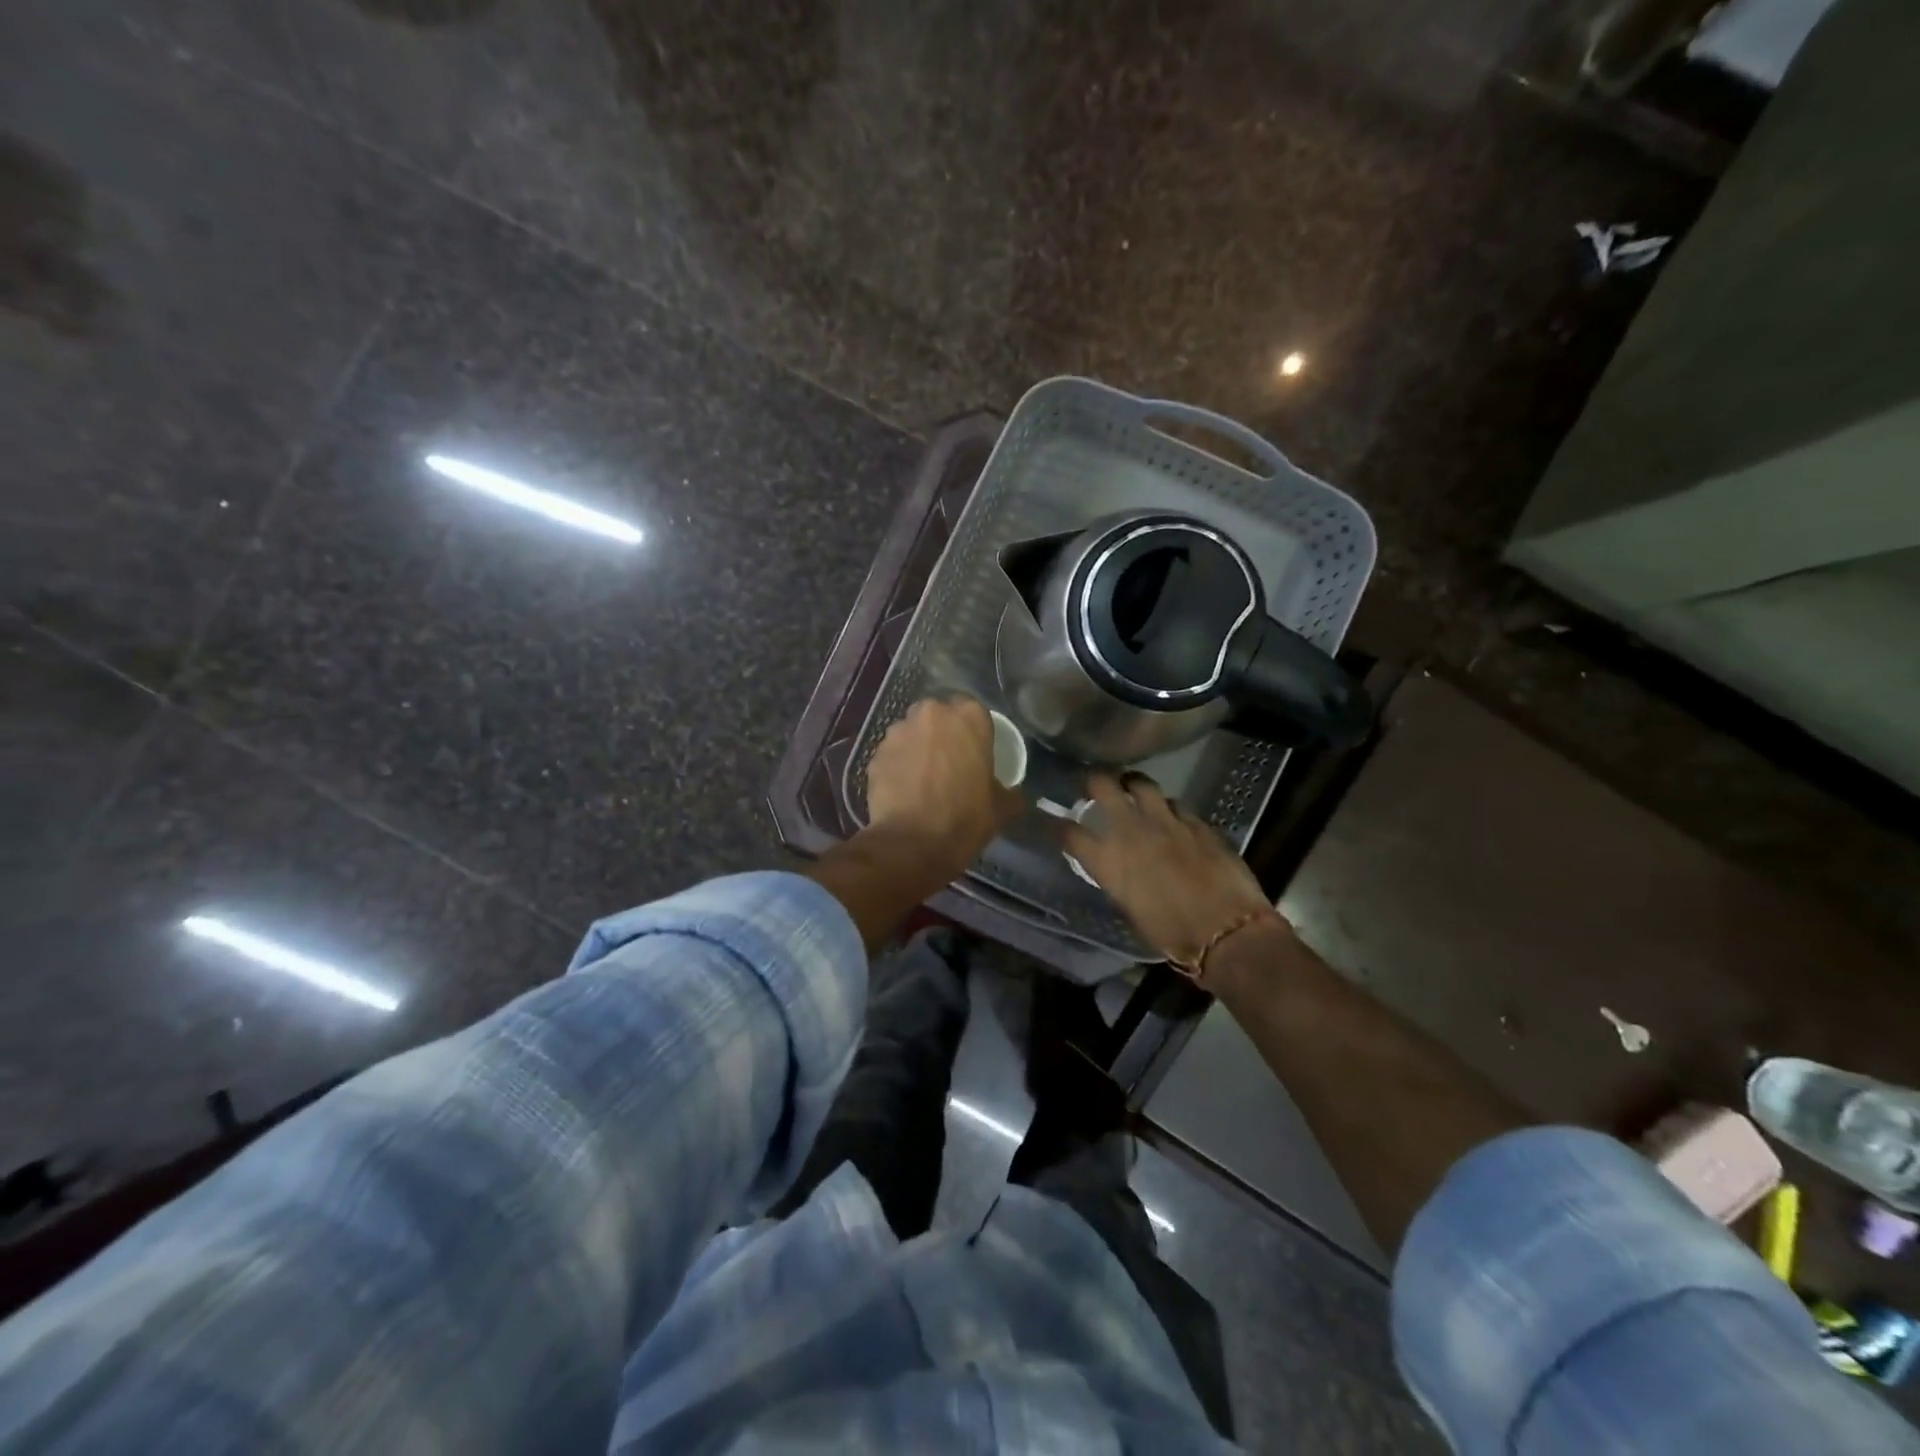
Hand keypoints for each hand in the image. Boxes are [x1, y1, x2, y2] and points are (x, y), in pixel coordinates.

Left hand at [864, 696, 1022, 884]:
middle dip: (941, 733)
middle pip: (938, 715)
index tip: (975, 751)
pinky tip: (903, 790)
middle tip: (949, 761)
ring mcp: (899, 732)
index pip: (973, 710)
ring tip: (922, 778)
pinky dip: (897, 766)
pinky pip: (892, 754)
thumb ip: (1009, 791)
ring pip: (911, 732)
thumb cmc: (965, 819)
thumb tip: (1014, 794)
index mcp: (969, 717)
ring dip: (917, 747)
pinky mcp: (876, 754)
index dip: (972, 731)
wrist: (912, 844)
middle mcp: (931, 714)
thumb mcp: (1001, 807)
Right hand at [1063, 774, 1285, 966]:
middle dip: (1095, 781)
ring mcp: (1167, 821)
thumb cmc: (1172, 935)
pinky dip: (1168, 809)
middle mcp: (1132, 831)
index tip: (1055, 820)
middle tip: (1094, 786)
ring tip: (1132, 789)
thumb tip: (1114, 867)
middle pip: (1104, 787)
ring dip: (1133, 785)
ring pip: (1143, 784)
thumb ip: (1117, 880)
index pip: (1070, 832)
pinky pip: (1176, 806)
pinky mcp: (1197, 822)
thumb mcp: (1130, 909)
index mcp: (1109, 860)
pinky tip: (1171, 818)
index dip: (1058, 824)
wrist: (1227, 932)